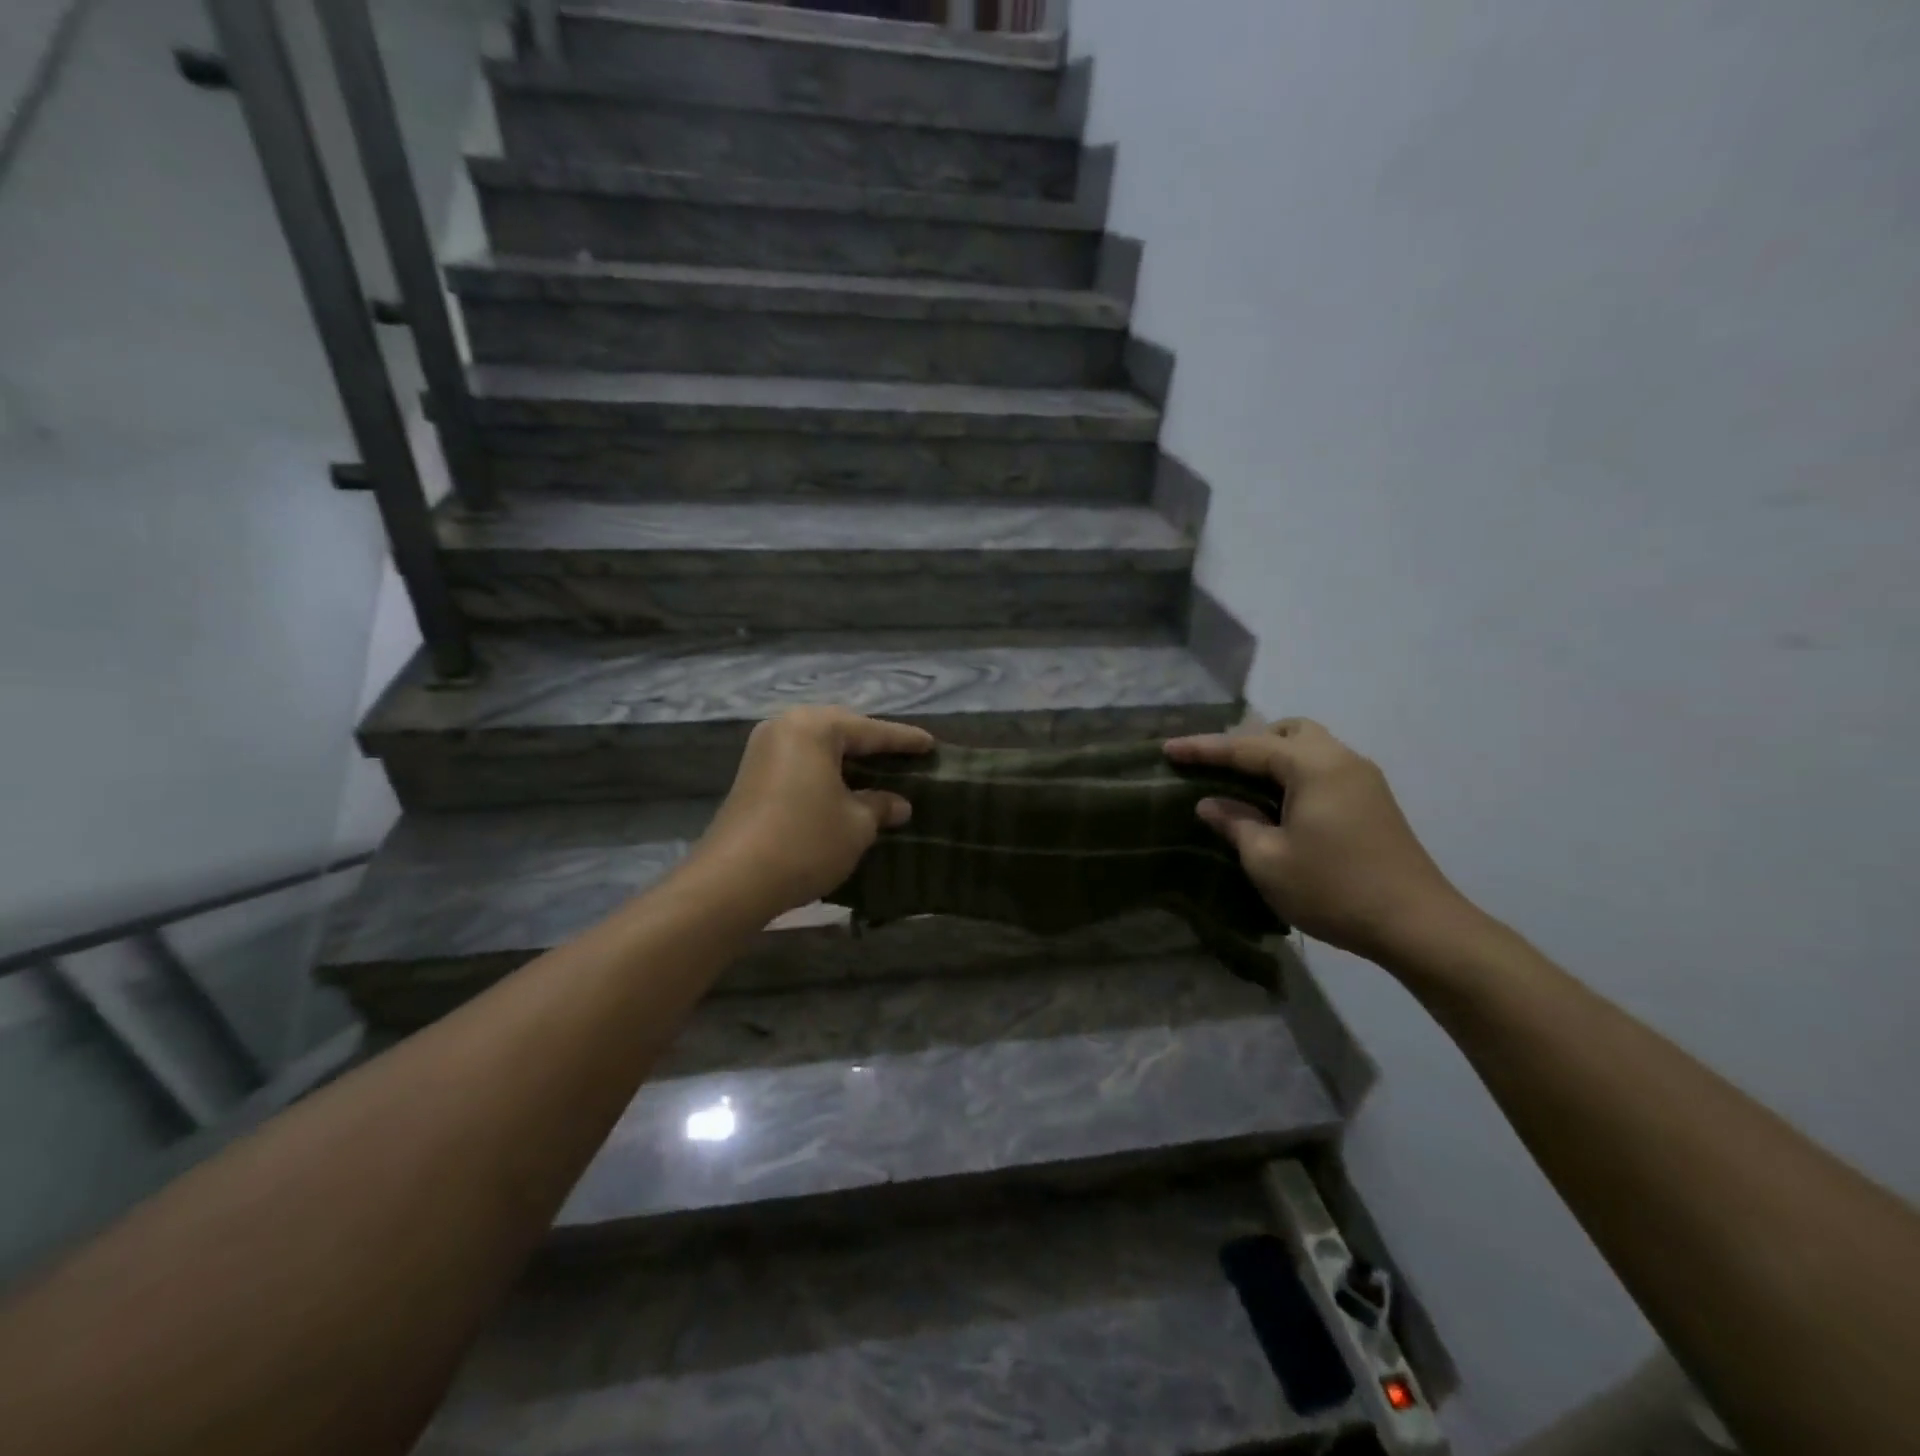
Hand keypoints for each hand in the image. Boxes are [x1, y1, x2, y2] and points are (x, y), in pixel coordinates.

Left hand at [689, 706, 934, 919]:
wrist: (733, 881)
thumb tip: (899, 804)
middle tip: (905, 757)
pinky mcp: (752, 776)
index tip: (931, 745)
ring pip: (819, 748)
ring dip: (848, 761)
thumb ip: (881, 806)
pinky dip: (826, 773)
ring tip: (879, 773)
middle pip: (841, 731)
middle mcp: (785, 727)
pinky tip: (845, 790)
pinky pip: (801, 763)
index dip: (904, 740)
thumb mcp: (856, 825)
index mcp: (814, 727)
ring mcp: (763, 751)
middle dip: (873, 746)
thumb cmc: (805, 841)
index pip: (871, 730)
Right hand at [1165, 719, 1474, 966]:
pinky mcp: (1373, 801)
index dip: (1203, 748)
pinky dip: (1293, 774)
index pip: (1247, 747)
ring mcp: (1363, 780)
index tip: (1167, 749)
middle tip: (1215, 768)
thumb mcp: (1267, 860)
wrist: (1417, 926)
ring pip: (1309, 747)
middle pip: (1287, 731)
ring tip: (1242, 785)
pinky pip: (1323, 769)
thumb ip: (1235, 823)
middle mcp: (1341, 760)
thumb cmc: (1333, 889)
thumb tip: (1211, 803)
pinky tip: (1277, 804)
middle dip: (1246, 742)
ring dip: (1272, 758)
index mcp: (1313, 766)